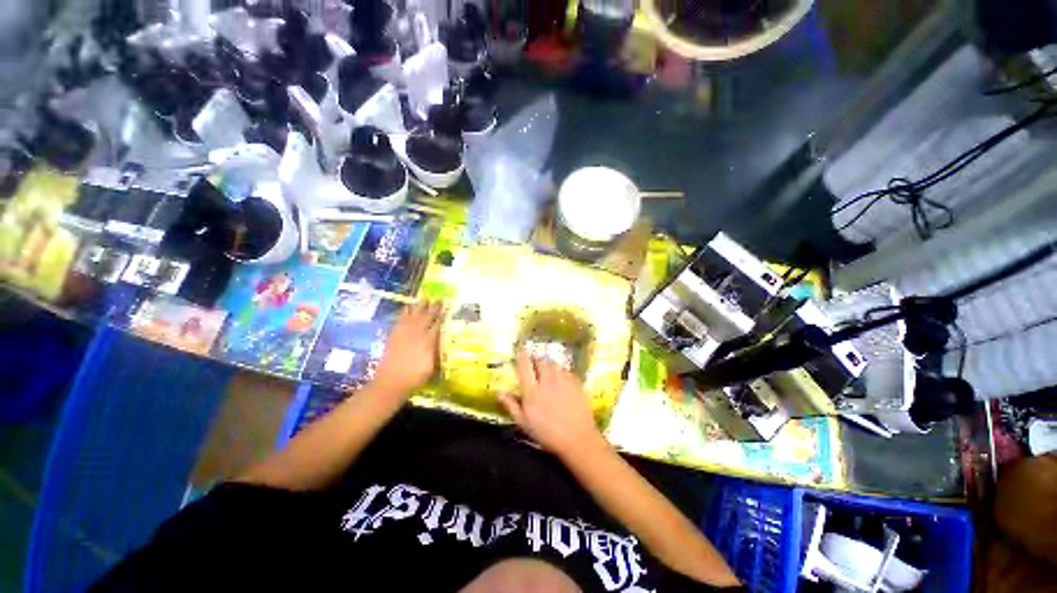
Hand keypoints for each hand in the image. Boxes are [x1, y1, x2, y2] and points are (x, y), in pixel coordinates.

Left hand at [372, 300, 443, 395]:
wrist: (391, 382)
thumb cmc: (415, 377)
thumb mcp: (432, 366)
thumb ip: (436, 351)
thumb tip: (440, 340)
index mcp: (428, 341)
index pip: (437, 324)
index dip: (442, 315)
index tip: (447, 307)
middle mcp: (417, 334)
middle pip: (426, 317)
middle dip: (433, 308)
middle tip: (438, 299)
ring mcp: (404, 333)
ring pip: (413, 315)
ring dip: (419, 306)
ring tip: (424, 298)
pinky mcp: (393, 335)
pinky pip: (400, 320)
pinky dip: (404, 312)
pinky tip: (406, 307)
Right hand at [499, 351, 603, 456]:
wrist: (578, 439)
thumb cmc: (547, 434)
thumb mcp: (524, 423)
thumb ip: (511, 405)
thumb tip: (499, 392)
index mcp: (532, 390)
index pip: (524, 365)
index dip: (521, 355)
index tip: (520, 350)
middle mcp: (547, 380)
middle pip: (540, 361)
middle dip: (535, 360)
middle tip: (533, 365)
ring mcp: (563, 379)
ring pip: (553, 363)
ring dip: (548, 364)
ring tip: (546, 371)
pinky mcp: (576, 382)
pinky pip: (566, 370)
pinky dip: (560, 371)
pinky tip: (560, 379)